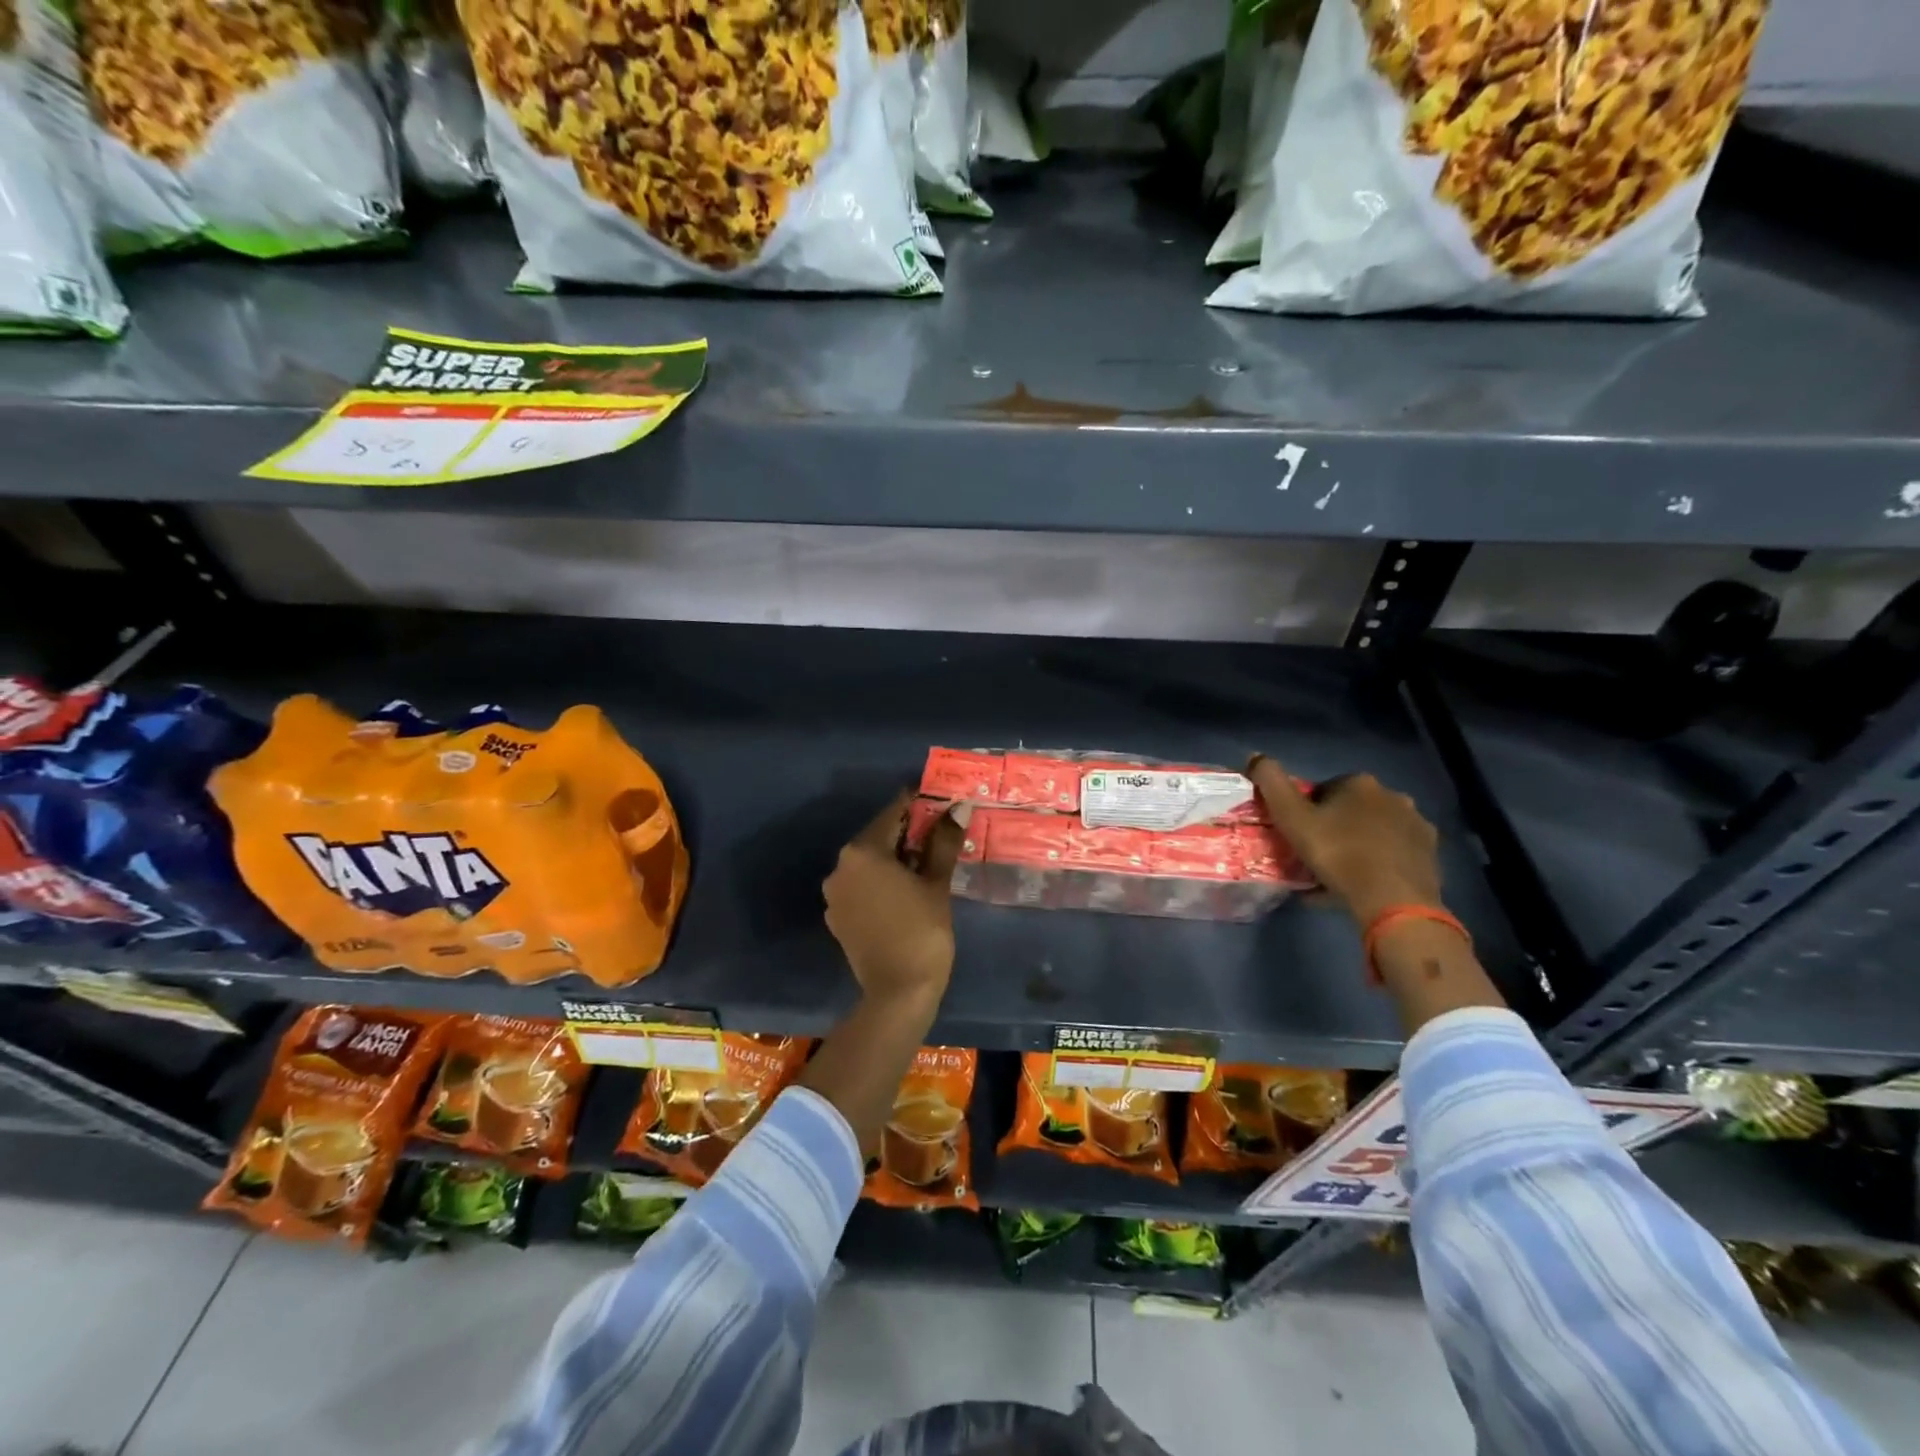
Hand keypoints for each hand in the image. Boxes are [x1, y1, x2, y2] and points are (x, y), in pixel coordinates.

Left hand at [822, 790, 965, 1006]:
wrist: (899, 993)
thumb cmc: (922, 931)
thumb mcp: (936, 883)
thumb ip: (943, 842)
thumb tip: (957, 809)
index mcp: (862, 852)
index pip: (893, 814)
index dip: (918, 805)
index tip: (939, 803)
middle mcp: (840, 867)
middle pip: (878, 838)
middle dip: (907, 834)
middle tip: (939, 835)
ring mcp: (834, 894)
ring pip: (869, 864)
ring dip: (894, 859)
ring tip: (926, 865)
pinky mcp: (837, 917)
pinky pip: (861, 887)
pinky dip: (881, 883)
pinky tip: (905, 893)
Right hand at [1247, 756, 1443, 927]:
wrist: (1393, 901)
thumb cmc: (1338, 854)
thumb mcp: (1292, 818)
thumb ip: (1271, 784)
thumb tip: (1255, 756)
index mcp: (1360, 783)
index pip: (1324, 790)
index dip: (1307, 811)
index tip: (1298, 835)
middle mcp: (1394, 796)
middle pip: (1351, 809)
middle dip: (1334, 827)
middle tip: (1316, 856)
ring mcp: (1416, 825)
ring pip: (1374, 831)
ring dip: (1356, 845)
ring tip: (1337, 876)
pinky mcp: (1429, 855)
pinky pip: (1392, 854)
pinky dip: (1376, 865)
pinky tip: (1361, 887)